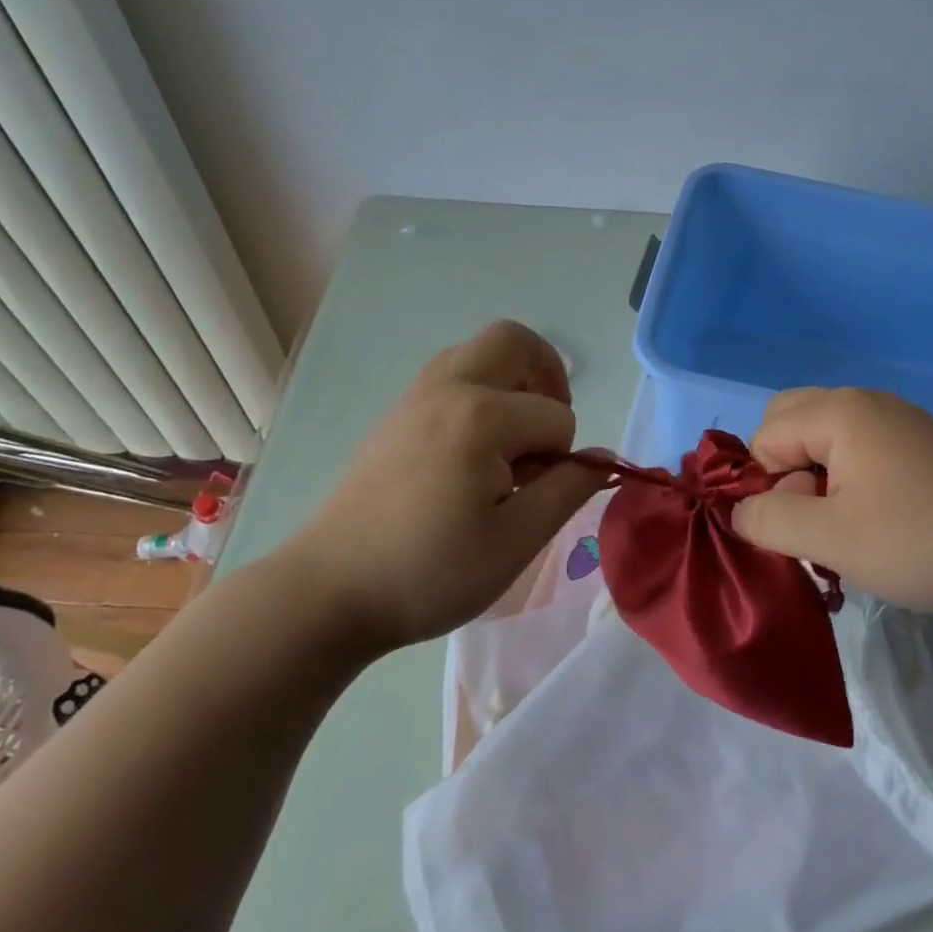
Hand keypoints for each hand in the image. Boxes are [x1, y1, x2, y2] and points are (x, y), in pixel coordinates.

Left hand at [273, 321, 606, 651]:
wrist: (330, 591)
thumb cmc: (430, 572)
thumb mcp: (516, 541)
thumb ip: (567, 490)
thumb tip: (602, 457)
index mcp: (481, 417)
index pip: (556, 416)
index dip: (564, 457)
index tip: (539, 496)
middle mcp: (447, 388)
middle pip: (513, 340)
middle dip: (546, 375)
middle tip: (546, 429)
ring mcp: (414, 397)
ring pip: (477, 352)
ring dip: (510, 380)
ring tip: (513, 438)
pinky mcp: (395, 415)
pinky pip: (449, 376)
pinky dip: (478, 392)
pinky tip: (472, 451)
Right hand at [730, 387, 932, 618]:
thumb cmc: (921, 540)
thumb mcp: (831, 539)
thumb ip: (768, 519)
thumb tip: (738, 509)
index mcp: (839, 411)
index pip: (764, 436)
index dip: (768, 485)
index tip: (802, 528)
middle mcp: (865, 402)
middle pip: (790, 425)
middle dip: (785, 474)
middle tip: (815, 522)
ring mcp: (898, 421)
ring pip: (824, 441)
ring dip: (817, 483)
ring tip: (845, 531)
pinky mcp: (920, 445)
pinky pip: (858, 451)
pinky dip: (848, 483)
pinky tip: (875, 523)